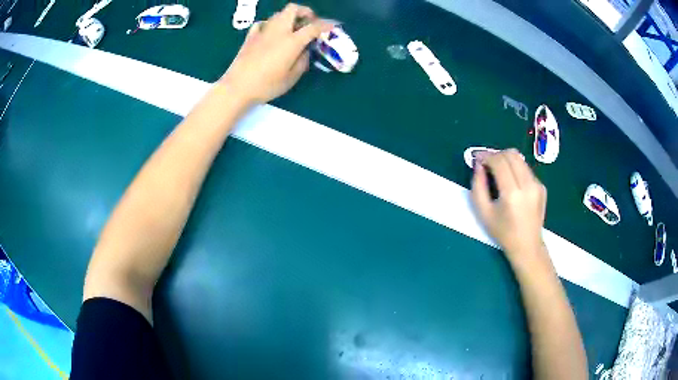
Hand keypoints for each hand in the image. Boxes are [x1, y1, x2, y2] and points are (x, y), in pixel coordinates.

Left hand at [219, 4, 333, 105]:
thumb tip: (305, 51)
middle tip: (309, 22)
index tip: (332, 26)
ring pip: (278, 14)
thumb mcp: (291, 78)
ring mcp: (262, 32)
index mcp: (291, 41)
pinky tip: (271, 34)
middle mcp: (278, 31)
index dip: (325, 25)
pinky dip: (270, 25)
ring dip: (288, 18)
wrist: (237, 87)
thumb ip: (302, 62)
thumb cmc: (266, 85)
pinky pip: (262, 23)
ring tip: (292, 30)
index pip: (313, 27)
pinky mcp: (250, 37)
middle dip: (305, 12)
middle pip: (293, 9)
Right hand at [470, 149, 547, 266]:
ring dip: (506, 160)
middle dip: (496, 154)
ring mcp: (537, 185)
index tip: (478, 159)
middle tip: (487, 163)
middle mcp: (527, 185)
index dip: (486, 156)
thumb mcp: (483, 213)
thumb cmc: (503, 232)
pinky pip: (526, 169)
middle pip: (511, 155)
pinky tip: (511, 183)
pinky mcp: (541, 186)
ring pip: (520, 159)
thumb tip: (478, 165)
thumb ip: (478, 186)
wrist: (527, 245)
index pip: (499, 162)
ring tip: (498, 170)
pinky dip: (515, 169)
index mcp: (512, 194)